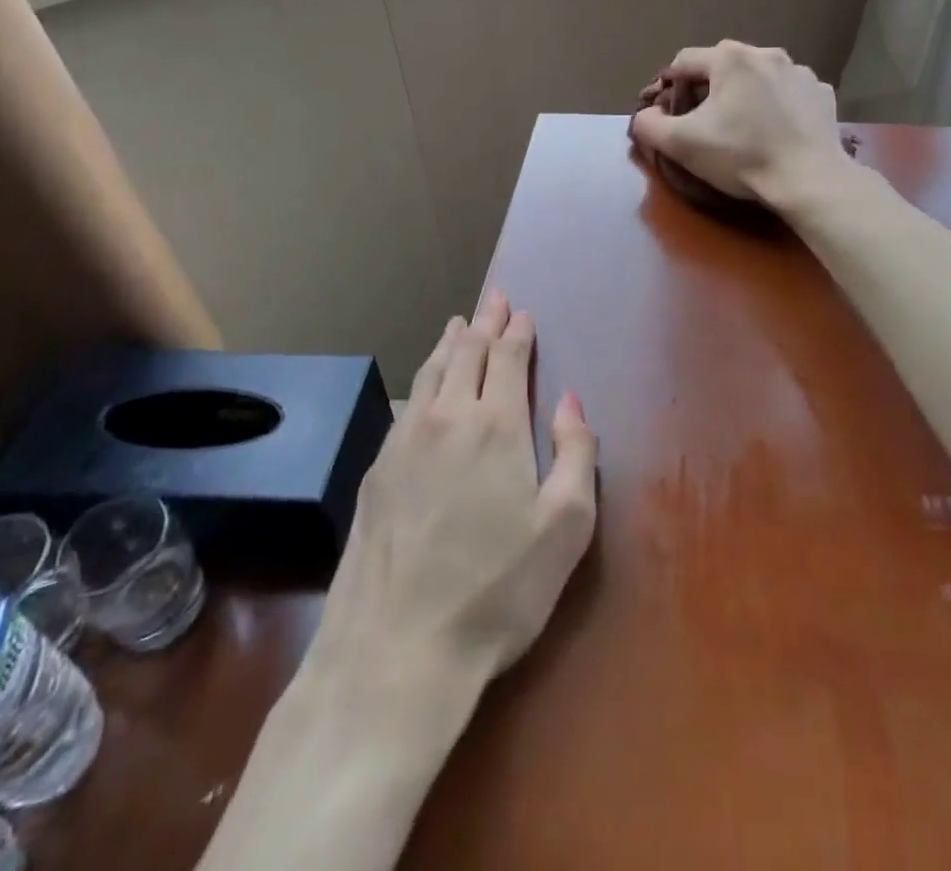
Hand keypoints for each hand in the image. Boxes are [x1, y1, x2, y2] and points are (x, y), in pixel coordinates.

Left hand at [311, 290, 598, 688]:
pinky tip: (424, 387)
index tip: (521, 311)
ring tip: (458, 324)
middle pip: (466, 354)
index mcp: (496, 425)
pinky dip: (423, 379)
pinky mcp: (375, 470)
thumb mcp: (565, 527)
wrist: (395, 650)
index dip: (516, 331)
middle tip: (493, 300)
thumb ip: (575, 454)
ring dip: (449, 343)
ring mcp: (403, 442)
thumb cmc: (497, 591)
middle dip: (484, 323)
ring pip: (430, 372)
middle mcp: (447, 418)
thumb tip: (570, 401)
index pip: (506, 358)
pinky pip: (406, 404)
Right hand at [629, 41, 850, 211]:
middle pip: (722, 66)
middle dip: (707, 90)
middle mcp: (766, 53)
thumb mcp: (680, 144)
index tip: (669, 115)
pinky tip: (776, 131)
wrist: (809, 181)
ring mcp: (800, 72)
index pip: (683, 62)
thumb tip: (647, 115)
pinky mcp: (822, 93)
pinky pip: (788, 92)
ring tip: (743, 129)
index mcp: (730, 58)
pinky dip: (778, 105)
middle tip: (704, 125)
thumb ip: (649, 124)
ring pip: (757, 77)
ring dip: (744, 95)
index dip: (669, 87)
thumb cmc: (741, 156)